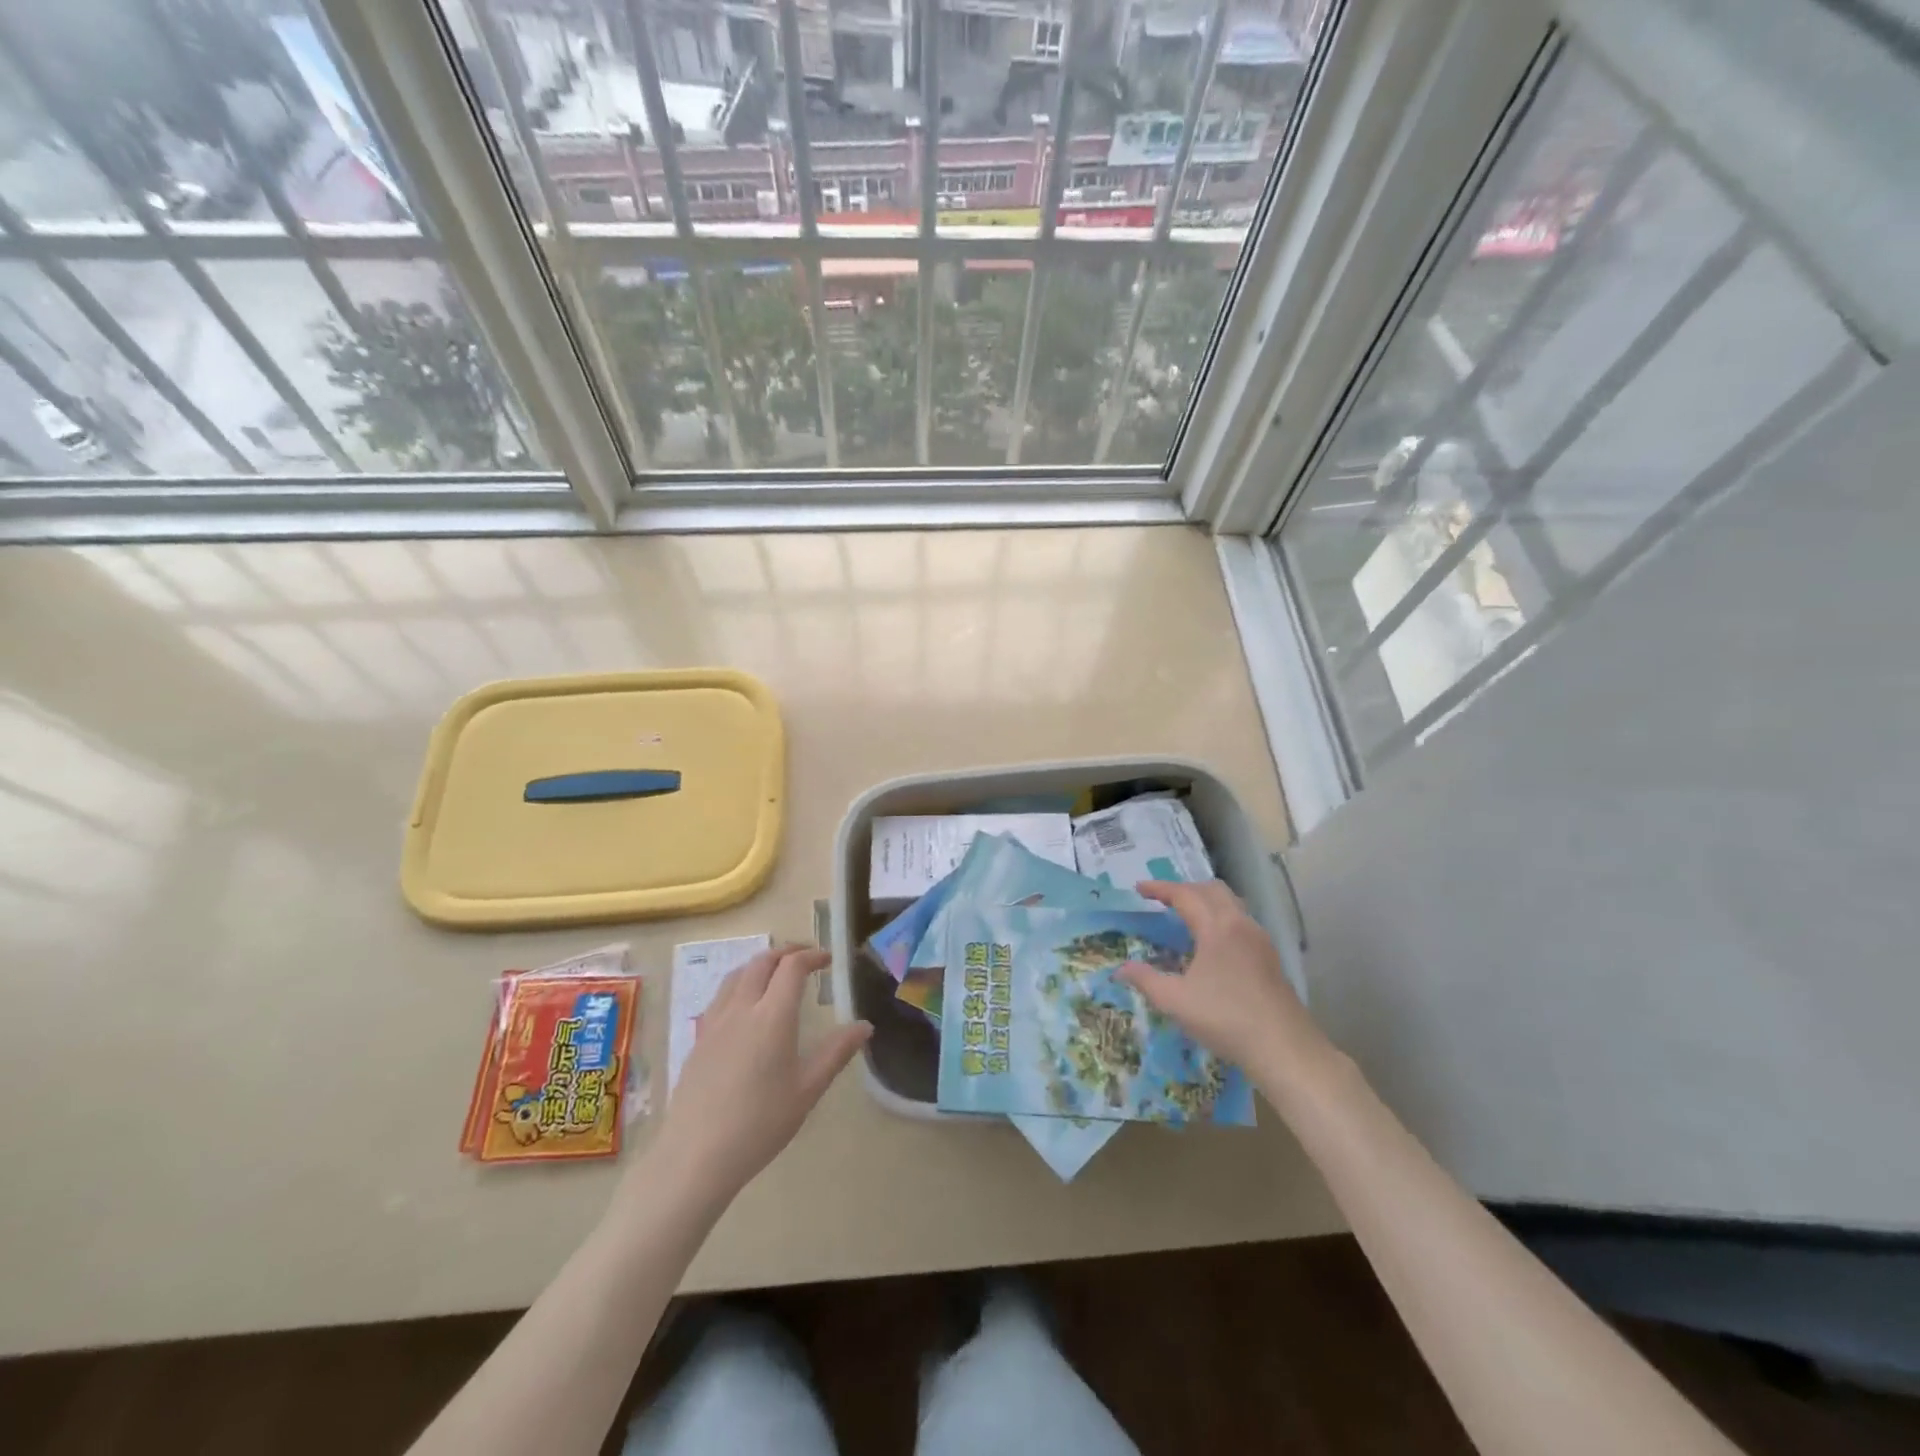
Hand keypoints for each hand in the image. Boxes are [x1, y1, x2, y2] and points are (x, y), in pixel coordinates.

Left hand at [642, 946, 871, 1210]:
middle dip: (787, 953)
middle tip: (806, 959)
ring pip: (737, 974)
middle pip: (762, 962)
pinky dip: (740, 984)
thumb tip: (865, 1026)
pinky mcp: (698, 1040)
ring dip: (761, 964)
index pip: (792, 967)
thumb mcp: (807, 1090)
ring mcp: (715, 1023)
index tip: (828, 960)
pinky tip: (746, 1007)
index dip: (812, 956)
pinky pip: (721, 996)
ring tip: (776, 974)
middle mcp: (742, 1009)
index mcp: (772, 1016)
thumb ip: (836, 1052)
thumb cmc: (760, 1124)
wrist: (696, 1156)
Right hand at [1119, 880, 1335, 1090]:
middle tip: (1163, 899)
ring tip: (1187, 916)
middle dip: (1185, 888)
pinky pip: (1241, 921)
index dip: (1160, 889)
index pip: (1185, 895)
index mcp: (1217, 927)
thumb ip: (1146, 980)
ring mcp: (1260, 939)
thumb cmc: (1225, 1019)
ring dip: (1206, 901)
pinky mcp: (1270, 957)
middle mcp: (1240, 924)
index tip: (1139, 888)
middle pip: (1212, 890)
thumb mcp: (1176, 1001)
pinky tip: (1212, 943)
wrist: (1284, 1047)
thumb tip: (1121, 969)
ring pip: (1231, 904)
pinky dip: (1221, 917)